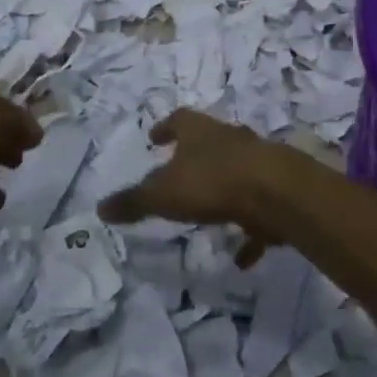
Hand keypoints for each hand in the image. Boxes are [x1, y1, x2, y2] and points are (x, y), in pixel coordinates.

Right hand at [97, 109, 307, 261]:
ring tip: (207, 214)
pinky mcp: (276, 190)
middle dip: (194, 157)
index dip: (165, 128)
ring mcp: (256, 162)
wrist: (276, 192)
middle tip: (178, 172)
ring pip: (235, 172)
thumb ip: (133, 201)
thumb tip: (100, 208)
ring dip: (222, 190)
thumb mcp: (162, 194)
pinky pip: (258, 211)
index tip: (154, 138)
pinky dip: (249, 231)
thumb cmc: (212, 182)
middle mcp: (229, 139)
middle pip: (209, 142)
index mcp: (199, 131)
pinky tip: (241, 256)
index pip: (179, 120)